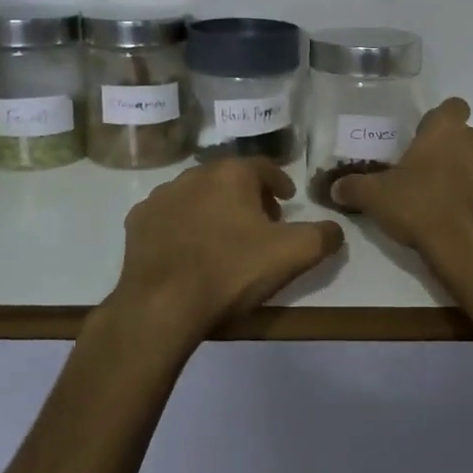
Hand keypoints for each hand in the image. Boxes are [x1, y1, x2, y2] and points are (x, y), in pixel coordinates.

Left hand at [110, 158, 345, 340]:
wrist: (161, 306)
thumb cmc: (231, 271)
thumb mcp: (293, 254)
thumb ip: (322, 236)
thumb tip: (334, 229)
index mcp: (231, 174)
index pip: (264, 167)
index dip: (280, 182)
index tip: (287, 200)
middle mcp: (194, 174)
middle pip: (230, 179)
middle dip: (248, 196)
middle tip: (262, 223)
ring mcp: (161, 197)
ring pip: (198, 195)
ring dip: (215, 209)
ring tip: (225, 239)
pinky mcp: (138, 223)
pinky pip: (170, 217)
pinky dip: (184, 226)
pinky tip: (191, 251)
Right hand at [332, 99, 472, 284]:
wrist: (472, 250)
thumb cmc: (421, 209)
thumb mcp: (375, 198)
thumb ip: (353, 188)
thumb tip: (335, 188)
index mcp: (447, 130)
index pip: (452, 106)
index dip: (439, 121)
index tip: (424, 141)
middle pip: (468, 137)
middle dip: (453, 152)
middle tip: (430, 177)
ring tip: (451, 202)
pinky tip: (471, 221)